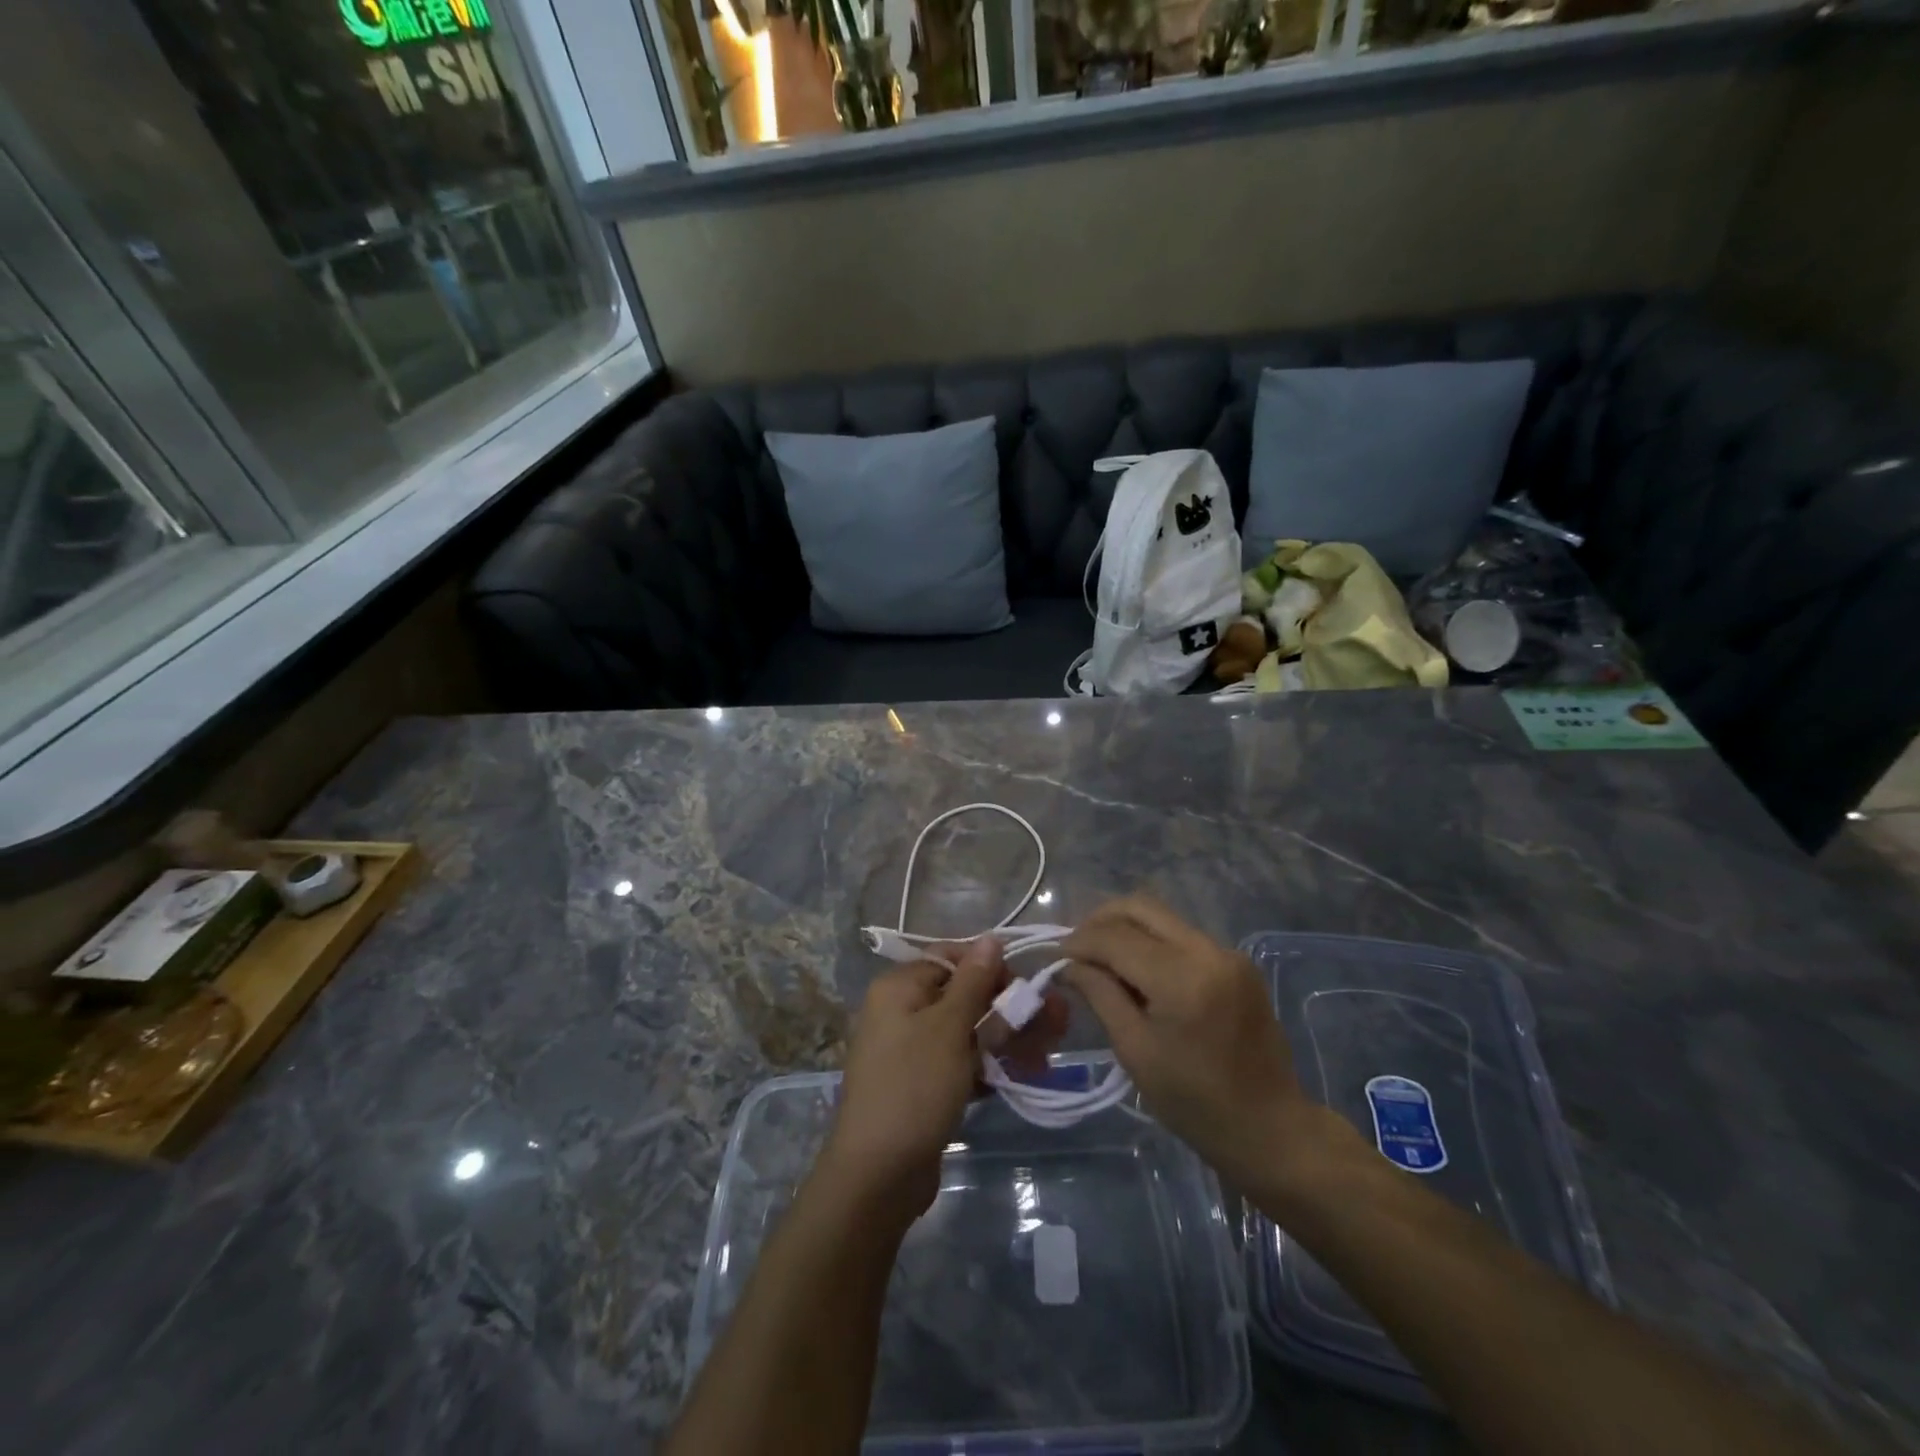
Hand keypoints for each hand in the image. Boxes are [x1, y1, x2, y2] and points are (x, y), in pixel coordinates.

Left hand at [817, 937, 1067, 1224]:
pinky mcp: (924, 1084)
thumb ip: (974, 981)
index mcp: (900, 987)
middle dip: (1010, 1008)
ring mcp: (913, 1050)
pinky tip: (1023, 1076)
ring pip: (968, 1030)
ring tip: (1045, 1056)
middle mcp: (903, 1011)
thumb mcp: (949, 1028)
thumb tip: (991, 937)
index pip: (953, 958)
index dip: (992, 968)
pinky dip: (990, 1065)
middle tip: (1056, 1024)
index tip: (1025, 988)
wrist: (877, 1176)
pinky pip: (962, 1061)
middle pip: (966, 995)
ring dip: (1007, 1038)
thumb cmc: (914, 1087)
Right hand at [1062, 896, 1361, 1194]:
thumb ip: (1100, 995)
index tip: (1056, 958)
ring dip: (1126, 929)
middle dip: (1100, 921)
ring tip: (1102, 960)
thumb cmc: (1194, 1103)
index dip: (1079, 942)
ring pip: (1161, 916)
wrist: (1270, 1128)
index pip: (1115, 937)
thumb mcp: (1135, 1051)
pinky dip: (1151, 942)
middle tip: (1076, 949)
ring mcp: (1227, 952)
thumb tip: (1068, 964)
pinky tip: (1137, 971)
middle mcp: (1208, 951)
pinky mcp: (1237, 961)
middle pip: (1140, 907)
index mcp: (1182, 979)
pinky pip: (1181, 935)